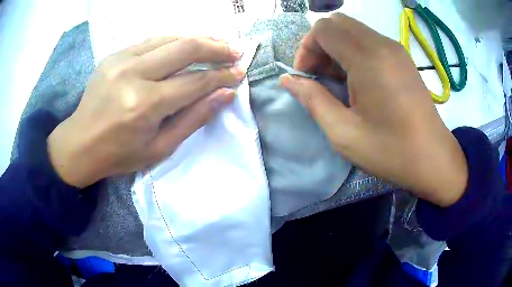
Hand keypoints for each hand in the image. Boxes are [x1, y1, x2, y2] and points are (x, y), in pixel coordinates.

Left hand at [48, 37, 244, 187]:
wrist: (80, 143)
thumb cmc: (119, 154)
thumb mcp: (159, 148)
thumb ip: (193, 119)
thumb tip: (225, 95)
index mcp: (144, 105)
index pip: (194, 82)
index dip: (221, 76)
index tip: (240, 73)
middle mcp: (133, 74)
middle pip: (185, 49)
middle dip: (216, 48)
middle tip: (235, 51)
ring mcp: (121, 59)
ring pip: (170, 38)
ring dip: (198, 38)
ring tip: (218, 42)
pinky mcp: (114, 55)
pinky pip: (152, 41)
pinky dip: (174, 40)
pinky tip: (187, 44)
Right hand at [280, 14, 467, 206]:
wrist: (433, 159)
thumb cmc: (391, 151)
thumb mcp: (344, 133)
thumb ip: (313, 101)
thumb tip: (289, 80)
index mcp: (368, 58)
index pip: (323, 29)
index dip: (306, 49)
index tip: (306, 78)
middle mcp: (382, 44)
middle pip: (337, 23)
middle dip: (319, 45)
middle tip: (319, 77)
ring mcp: (395, 49)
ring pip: (353, 30)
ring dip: (337, 48)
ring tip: (337, 81)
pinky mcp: (402, 58)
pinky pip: (369, 41)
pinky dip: (354, 52)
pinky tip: (358, 80)